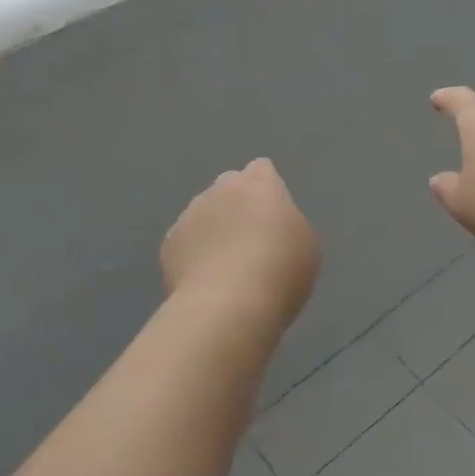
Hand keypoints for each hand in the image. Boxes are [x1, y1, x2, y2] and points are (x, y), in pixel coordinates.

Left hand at [161, 159, 320, 324]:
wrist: (227, 306)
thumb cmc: (279, 272)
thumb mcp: (305, 245)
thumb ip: (287, 224)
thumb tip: (271, 225)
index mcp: (258, 184)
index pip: (261, 169)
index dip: (267, 190)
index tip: (273, 216)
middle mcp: (220, 190)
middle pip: (229, 187)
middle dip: (237, 206)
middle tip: (250, 241)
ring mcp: (189, 215)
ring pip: (203, 214)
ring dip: (213, 230)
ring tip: (225, 268)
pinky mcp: (169, 243)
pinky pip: (185, 241)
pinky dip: (194, 255)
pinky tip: (205, 281)